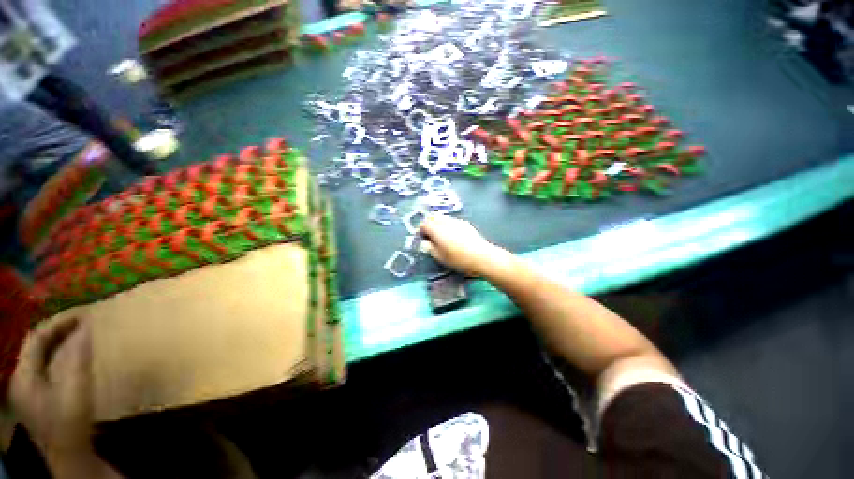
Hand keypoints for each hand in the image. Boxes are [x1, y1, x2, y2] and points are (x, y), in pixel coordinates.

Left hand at [9, 316, 93, 458]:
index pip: (36, 339)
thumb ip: (78, 359)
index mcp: (24, 376)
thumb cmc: (70, 422)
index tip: (81, 316)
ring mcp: (28, 390)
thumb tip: (86, 327)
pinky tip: (72, 358)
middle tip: (83, 323)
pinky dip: (59, 357)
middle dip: (58, 332)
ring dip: (59, 344)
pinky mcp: (38, 397)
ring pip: (41, 357)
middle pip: (36, 347)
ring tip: (79, 335)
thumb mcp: (75, 391)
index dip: (57, 324)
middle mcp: (21, 379)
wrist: (70, 455)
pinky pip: (45, 367)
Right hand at [419, 215, 510, 276]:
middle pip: (433, 217)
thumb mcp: (440, 257)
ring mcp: (457, 221)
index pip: (424, 224)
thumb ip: (430, 248)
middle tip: (429, 236)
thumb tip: (425, 243)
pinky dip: (448, 225)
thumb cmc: (458, 259)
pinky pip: (452, 221)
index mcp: (437, 229)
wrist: (482, 257)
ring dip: (438, 224)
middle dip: (429, 224)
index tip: (422, 239)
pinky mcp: (466, 224)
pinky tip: (453, 236)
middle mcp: (446, 222)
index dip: (420, 231)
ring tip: (441, 236)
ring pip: (443, 218)